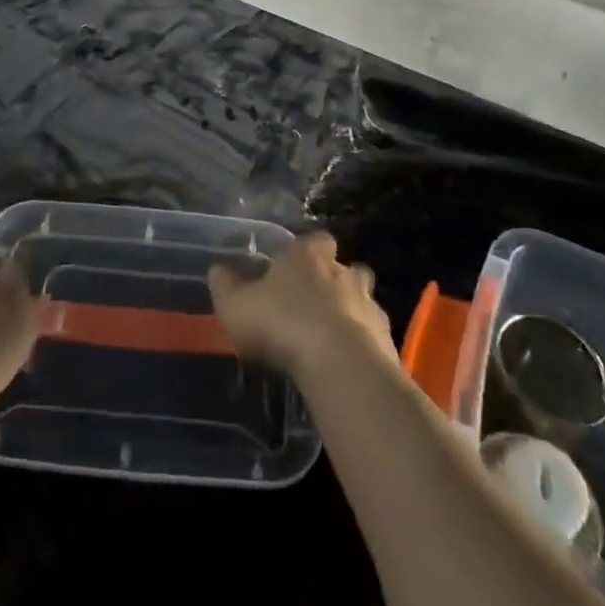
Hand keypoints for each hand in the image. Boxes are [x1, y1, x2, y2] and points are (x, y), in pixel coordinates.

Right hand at [208, 232, 393, 382]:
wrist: (341, 365)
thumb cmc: (283, 324)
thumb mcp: (237, 306)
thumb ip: (226, 286)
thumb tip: (217, 268)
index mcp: (310, 255)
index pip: (315, 239)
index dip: (306, 252)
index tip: (294, 268)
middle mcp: (344, 271)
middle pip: (345, 268)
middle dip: (335, 281)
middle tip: (316, 304)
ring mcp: (370, 305)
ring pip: (364, 301)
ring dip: (351, 314)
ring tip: (332, 338)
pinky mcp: (387, 340)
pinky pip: (374, 337)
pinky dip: (364, 346)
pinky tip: (347, 364)